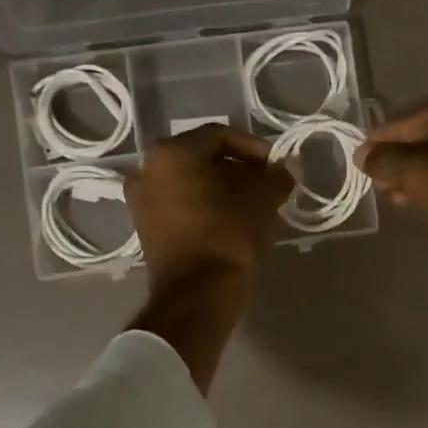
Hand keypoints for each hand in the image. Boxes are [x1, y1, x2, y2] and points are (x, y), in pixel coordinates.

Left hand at [126, 124, 294, 289]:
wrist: (198, 292)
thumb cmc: (229, 233)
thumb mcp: (263, 198)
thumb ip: (277, 175)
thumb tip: (286, 168)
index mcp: (172, 152)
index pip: (220, 135)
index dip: (254, 147)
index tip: (276, 165)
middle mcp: (147, 170)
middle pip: (201, 158)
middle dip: (237, 168)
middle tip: (265, 183)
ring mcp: (141, 201)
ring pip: (190, 183)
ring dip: (221, 188)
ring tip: (252, 204)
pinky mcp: (146, 229)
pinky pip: (179, 205)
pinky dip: (204, 206)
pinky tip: (231, 220)